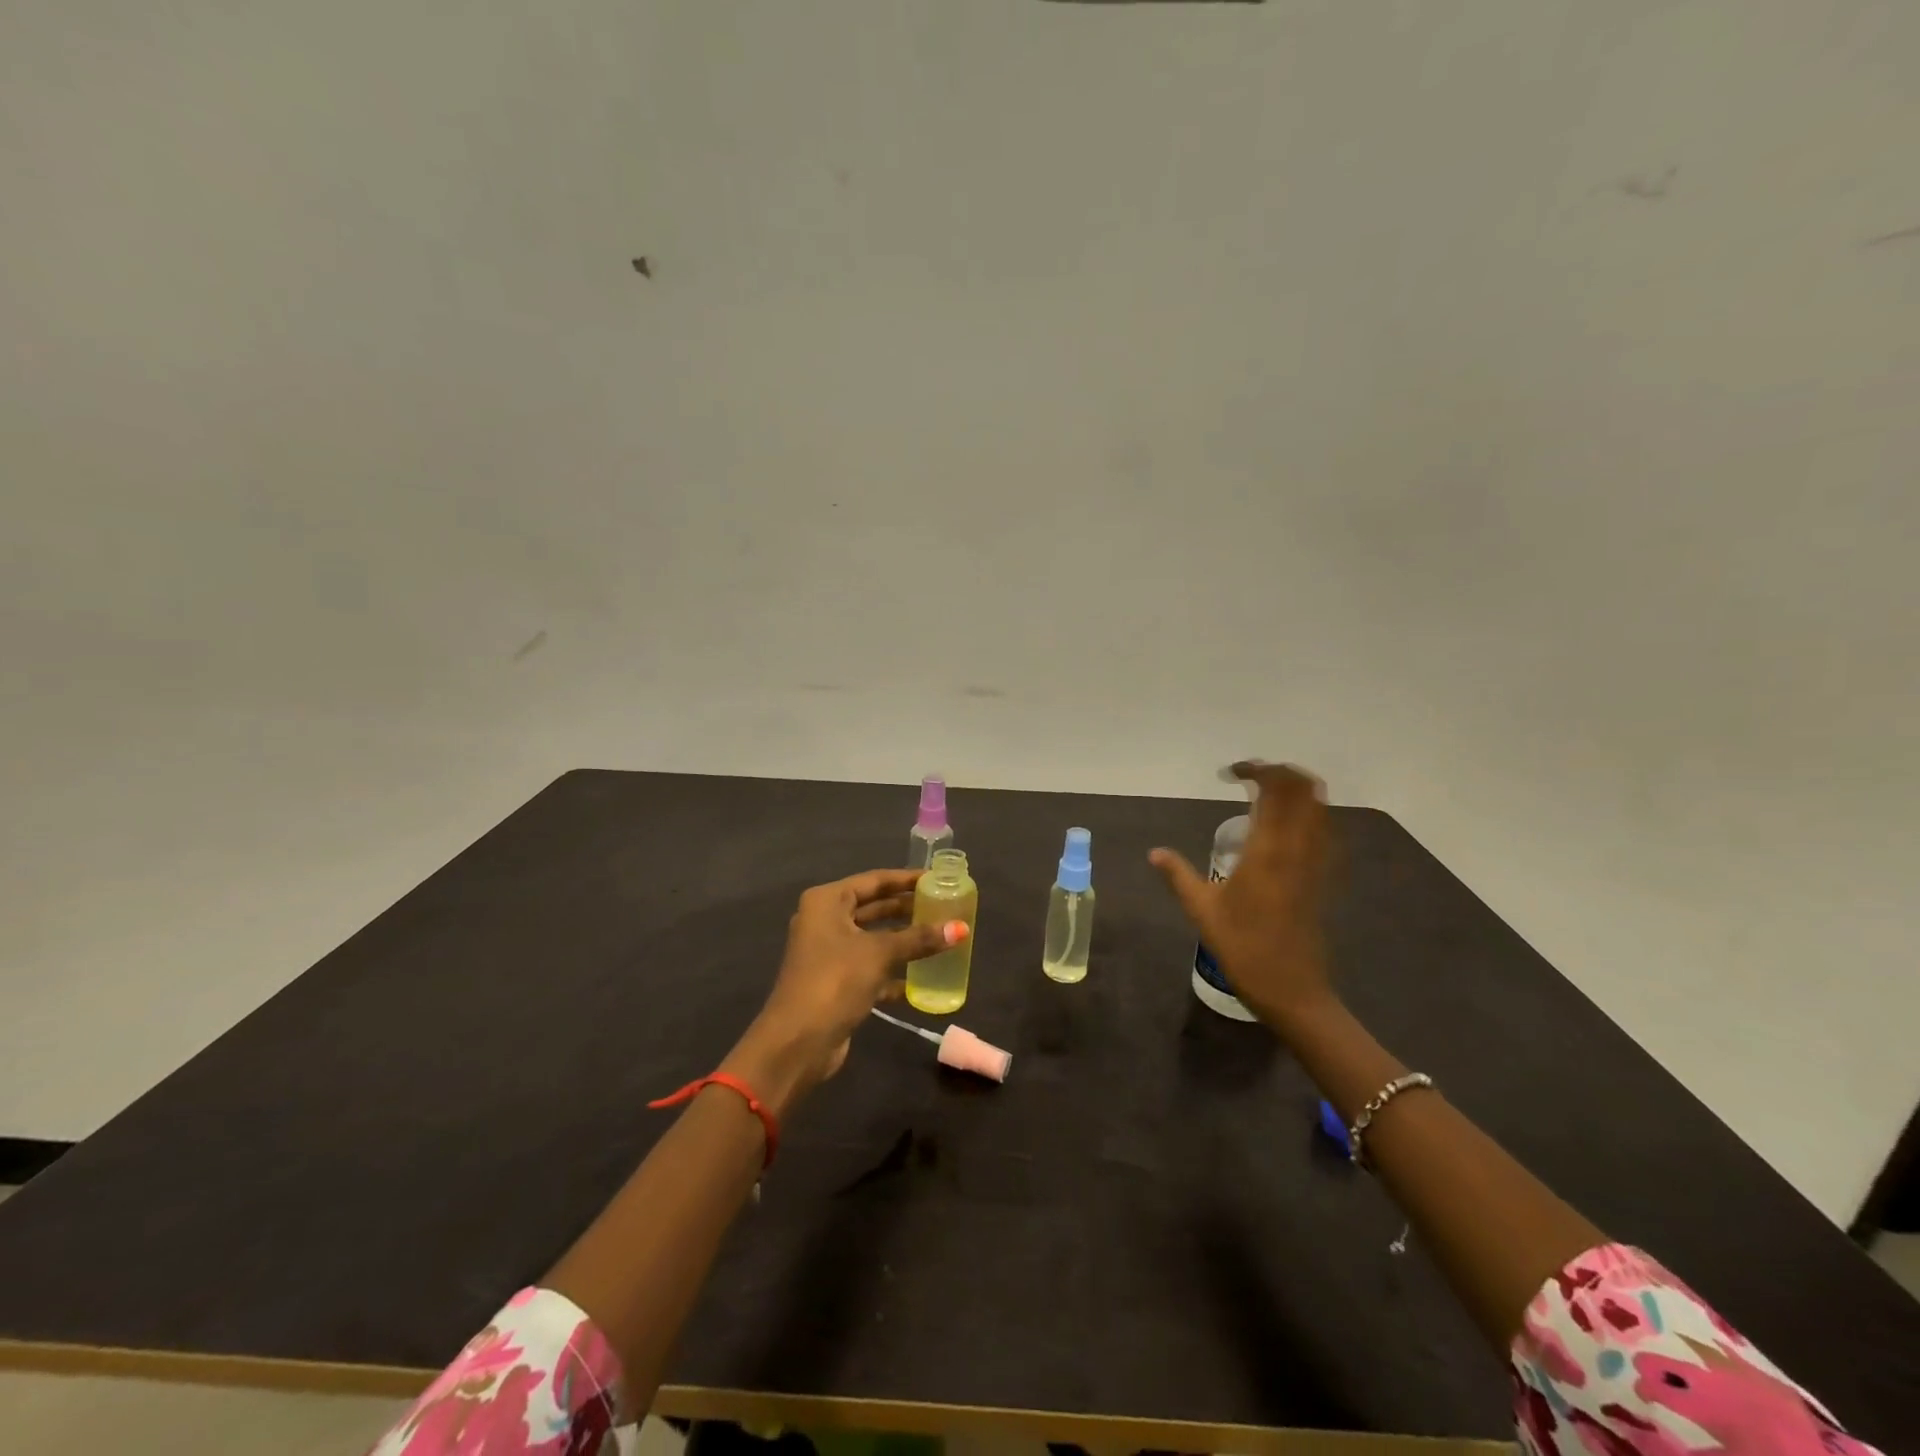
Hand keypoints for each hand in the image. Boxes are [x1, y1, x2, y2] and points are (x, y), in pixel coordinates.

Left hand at [722, 869, 962, 1115]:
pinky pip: (871, 967)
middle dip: (907, 909)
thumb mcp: (879, 954)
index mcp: (827, 902)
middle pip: (873, 908)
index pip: (874, 880)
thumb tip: (961, 928)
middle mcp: (825, 921)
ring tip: (940, 937)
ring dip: (903, 940)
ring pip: (874, 939)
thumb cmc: (835, 980)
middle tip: (943, 906)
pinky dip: (893, 971)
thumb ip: (919, 939)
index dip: (906, 879)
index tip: (938, 879)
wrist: (798, 1042)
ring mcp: (829, 953)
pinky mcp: (836, 982)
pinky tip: (921, 978)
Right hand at [1149, 762, 1333, 1027]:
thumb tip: (1154, 853)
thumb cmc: (1243, 948)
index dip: (1256, 770)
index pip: (1273, 791)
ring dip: (1297, 789)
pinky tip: (1286, 826)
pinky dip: (1309, 813)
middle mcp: (1298, 848)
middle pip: (1304, 789)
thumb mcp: (1202, 911)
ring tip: (1267, 793)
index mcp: (1266, 850)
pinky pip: (1324, 830)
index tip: (1230, 774)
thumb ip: (1178, 875)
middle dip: (1280, 772)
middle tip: (1251, 777)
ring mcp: (1316, 862)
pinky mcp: (1323, 877)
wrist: (1292, 990)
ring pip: (1320, 807)